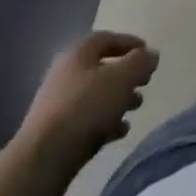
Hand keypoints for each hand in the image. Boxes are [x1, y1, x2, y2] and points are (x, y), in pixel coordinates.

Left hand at [22, 31, 158, 169]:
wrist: (44, 157)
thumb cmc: (86, 107)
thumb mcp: (122, 78)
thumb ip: (141, 62)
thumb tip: (151, 54)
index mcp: (78, 53)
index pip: (107, 39)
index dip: (130, 43)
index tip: (148, 54)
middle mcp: (64, 73)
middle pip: (101, 68)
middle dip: (126, 75)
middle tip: (145, 83)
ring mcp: (57, 103)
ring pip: (95, 94)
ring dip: (118, 99)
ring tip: (136, 107)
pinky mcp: (55, 130)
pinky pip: (86, 118)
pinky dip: (105, 120)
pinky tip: (120, 131)